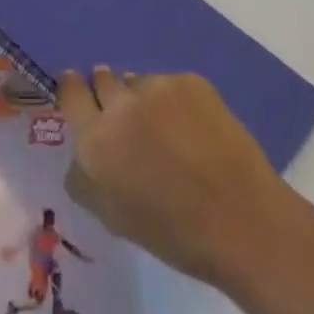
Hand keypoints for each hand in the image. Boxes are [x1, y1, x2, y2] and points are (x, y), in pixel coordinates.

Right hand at [57, 68, 289, 290]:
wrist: (242, 220)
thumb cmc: (174, 234)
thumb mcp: (113, 217)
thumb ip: (86, 177)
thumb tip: (81, 150)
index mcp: (95, 142)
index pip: (71, 94)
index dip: (73, 88)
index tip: (77, 87)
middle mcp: (120, 105)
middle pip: (102, 79)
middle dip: (108, 91)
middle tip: (126, 114)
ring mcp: (157, 87)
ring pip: (138, 81)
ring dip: (142, 98)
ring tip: (165, 128)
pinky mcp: (190, 80)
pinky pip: (170, 84)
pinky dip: (175, 101)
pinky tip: (193, 127)